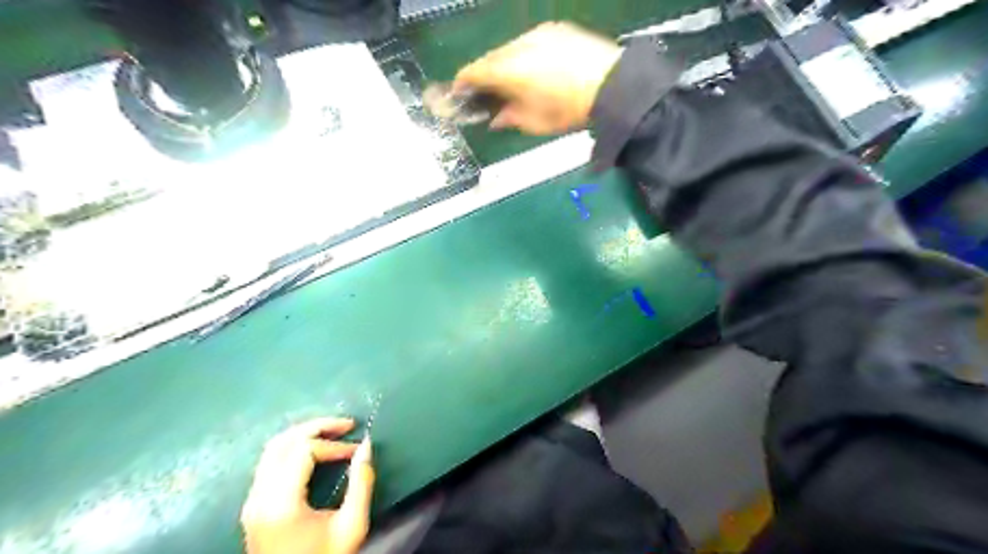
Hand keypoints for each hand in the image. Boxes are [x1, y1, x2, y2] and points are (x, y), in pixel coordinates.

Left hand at [243, 417, 374, 551]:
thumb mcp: (352, 526)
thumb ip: (361, 483)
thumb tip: (366, 446)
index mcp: (281, 504)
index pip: (303, 451)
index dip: (334, 445)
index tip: (356, 450)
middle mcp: (259, 498)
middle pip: (282, 442)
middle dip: (317, 427)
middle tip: (346, 424)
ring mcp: (251, 502)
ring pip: (272, 449)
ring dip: (303, 434)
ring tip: (332, 432)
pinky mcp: (253, 506)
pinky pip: (269, 463)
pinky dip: (293, 448)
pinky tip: (314, 451)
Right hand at [453, 22, 614, 135]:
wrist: (613, 85)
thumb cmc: (569, 110)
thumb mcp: (535, 124)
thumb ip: (509, 118)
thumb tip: (496, 117)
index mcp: (508, 69)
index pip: (474, 71)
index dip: (462, 82)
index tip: (458, 93)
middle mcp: (518, 44)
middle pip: (491, 57)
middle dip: (485, 75)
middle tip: (486, 93)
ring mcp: (538, 33)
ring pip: (510, 48)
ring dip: (505, 64)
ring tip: (512, 83)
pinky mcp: (556, 29)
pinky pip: (530, 42)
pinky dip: (524, 55)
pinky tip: (534, 70)